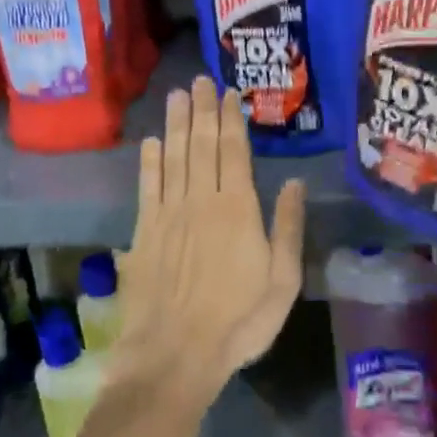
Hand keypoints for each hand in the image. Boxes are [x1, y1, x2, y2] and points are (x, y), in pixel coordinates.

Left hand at [112, 76, 307, 403]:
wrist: (175, 355)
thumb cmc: (238, 322)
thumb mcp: (281, 282)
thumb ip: (286, 228)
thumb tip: (293, 183)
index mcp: (238, 210)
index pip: (233, 152)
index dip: (230, 119)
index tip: (227, 93)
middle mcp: (201, 201)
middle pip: (201, 145)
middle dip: (201, 110)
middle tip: (199, 80)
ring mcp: (169, 215)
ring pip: (173, 157)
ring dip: (176, 124)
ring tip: (176, 96)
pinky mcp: (144, 232)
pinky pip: (148, 186)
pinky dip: (149, 161)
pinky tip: (151, 141)